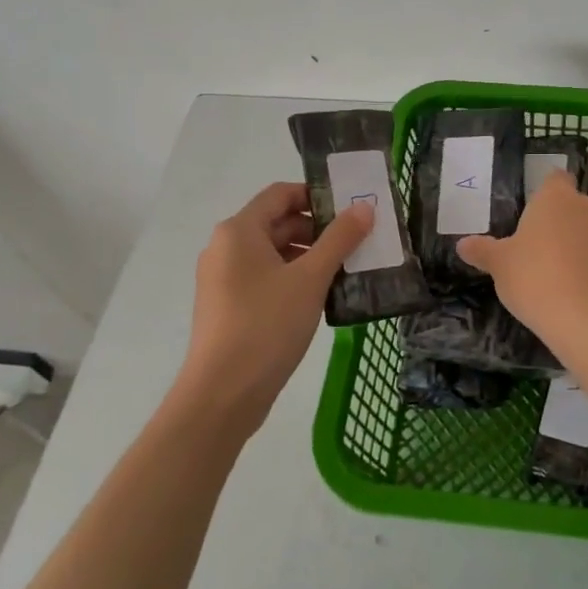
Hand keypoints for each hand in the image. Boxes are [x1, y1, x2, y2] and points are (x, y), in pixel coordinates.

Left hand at [173, 183, 371, 436]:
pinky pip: (265, 278)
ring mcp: (223, 279)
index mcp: (238, 231)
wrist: (222, 395)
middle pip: (277, 222)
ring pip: (273, 253)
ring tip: (346, 268)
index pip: (280, 194)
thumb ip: (340, 239)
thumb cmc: (266, 326)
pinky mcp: (229, 306)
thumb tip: (365, 207)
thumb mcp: (310, 279)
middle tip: (358, 239)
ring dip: (309, 255)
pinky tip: (322, 295)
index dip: (316, 194)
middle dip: (318, 229)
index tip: (351, 207)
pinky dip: (293, 278)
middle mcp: (225, 248)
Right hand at [457, 173, 587, 342]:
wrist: (581, 320)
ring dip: (587, 249)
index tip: (536, 217)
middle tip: (545, 253)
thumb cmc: (532, 279)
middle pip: (577, 208)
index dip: (547, 194)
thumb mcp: (499, 265)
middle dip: (566, 225)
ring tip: (569, 279)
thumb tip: (463, 244)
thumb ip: (483, 250)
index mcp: (558, 198)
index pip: (555, 179)